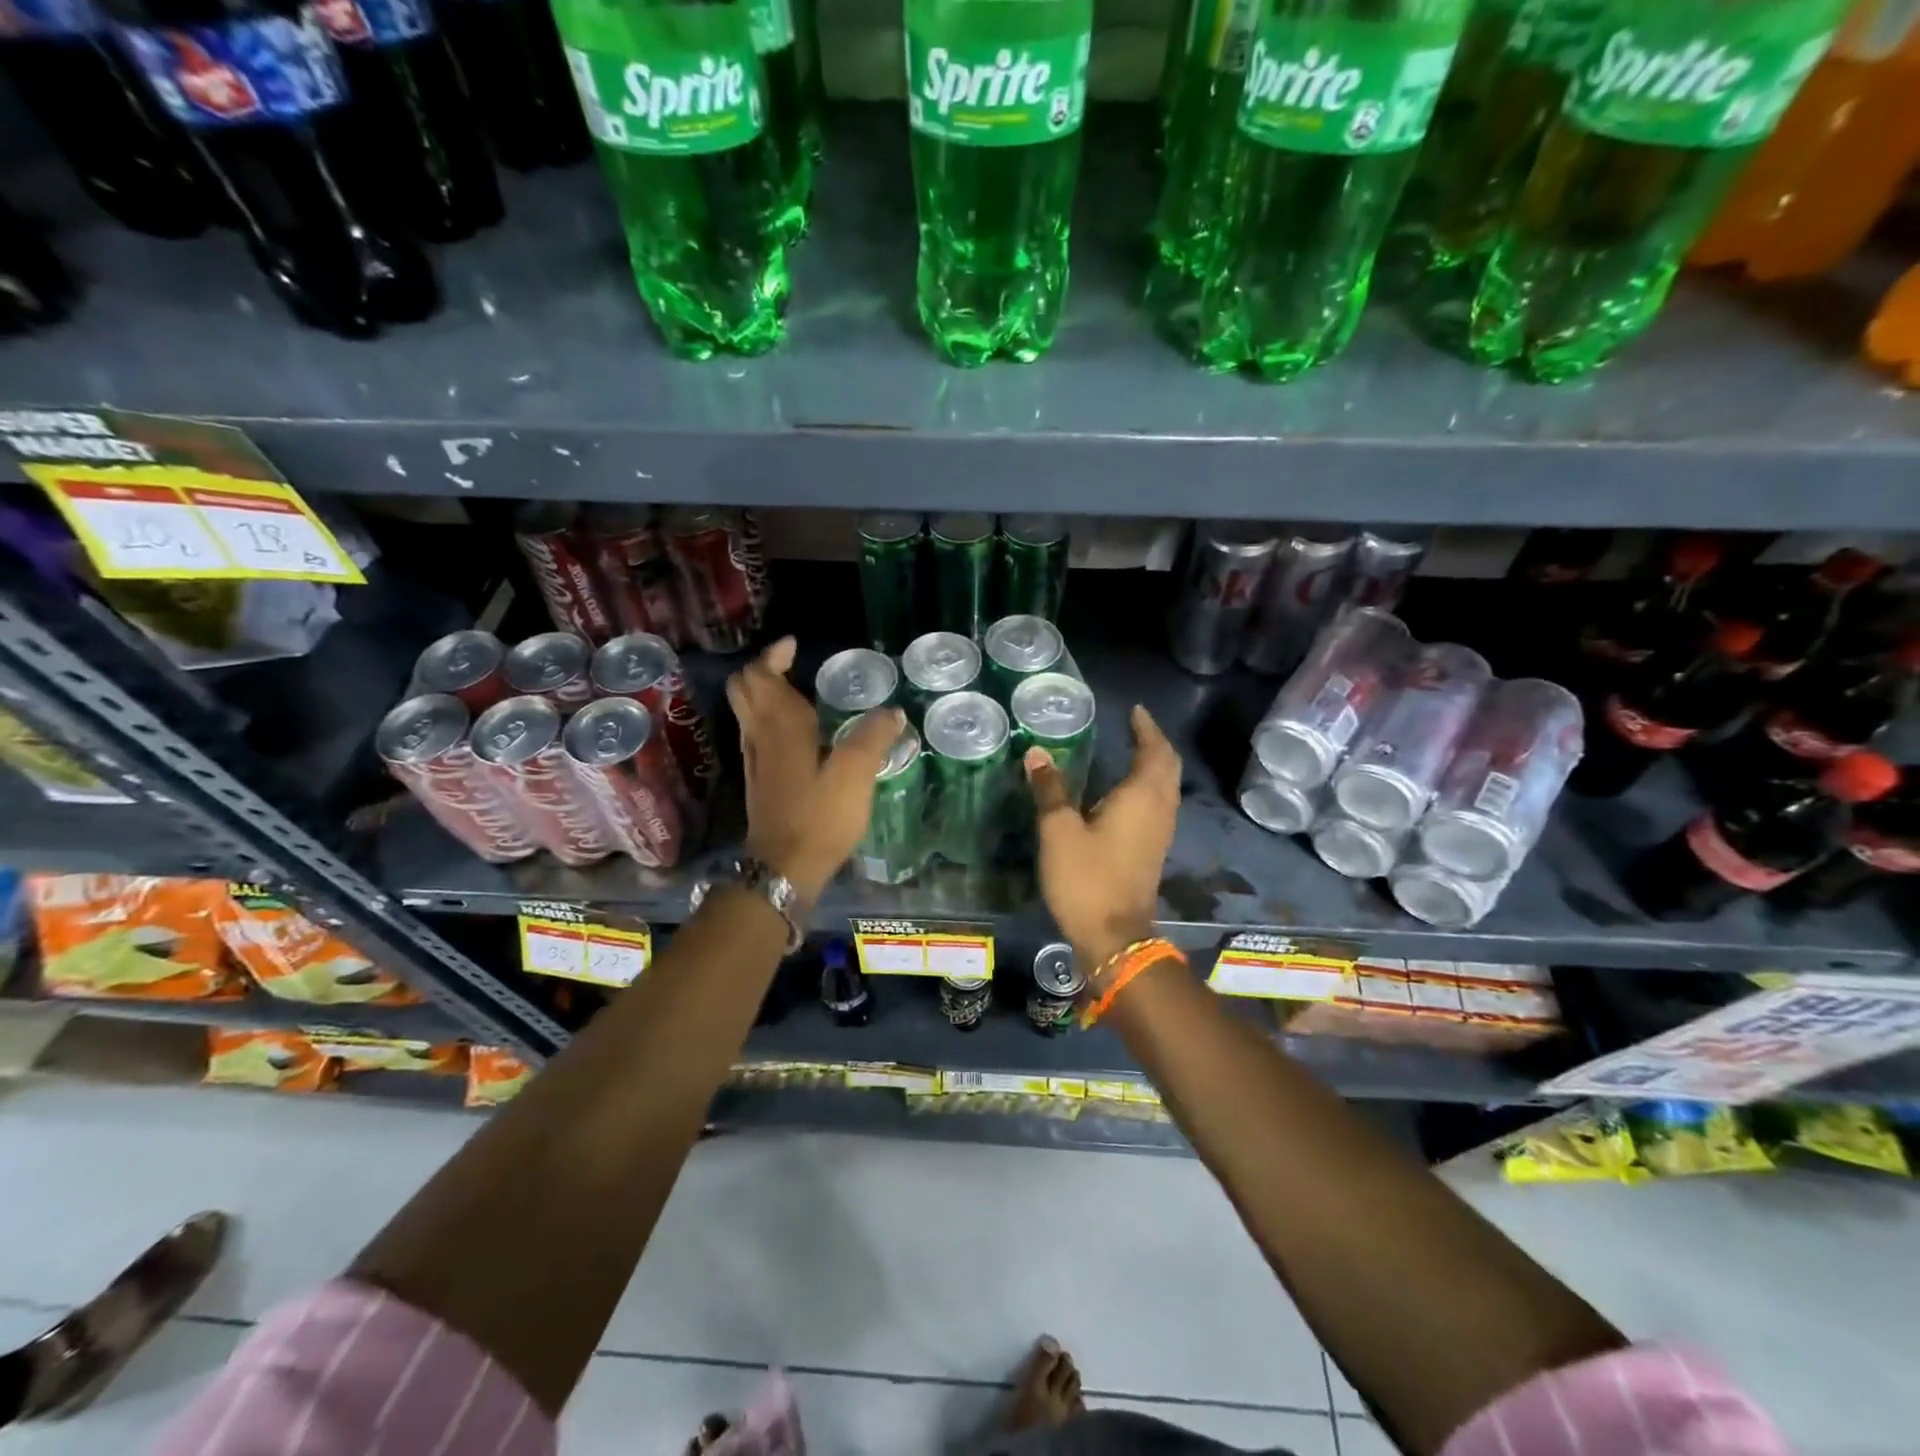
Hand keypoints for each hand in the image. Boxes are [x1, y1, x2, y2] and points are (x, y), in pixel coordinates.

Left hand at [727, 637, 904, 903]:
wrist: (783, 869)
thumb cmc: (819, 817)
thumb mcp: (855, 775)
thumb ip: (872, 738)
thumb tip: (891, 712)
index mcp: (780, 726)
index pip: (761, 675)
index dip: (774, 655)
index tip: (796, 645)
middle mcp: (759, 736)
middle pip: (744, 688)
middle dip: (764, 669)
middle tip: (793, 664)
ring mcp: (754, 759)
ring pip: (747, 711)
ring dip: (765, 693)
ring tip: (799, 691)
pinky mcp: (759, 780)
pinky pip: (756, 733)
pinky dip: (769, 718)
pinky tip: (799, 732)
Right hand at [1024, 704, 1180, 966]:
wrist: (1113, 937)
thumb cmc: (1086, 878)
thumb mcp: (1059, 830)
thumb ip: (1050, 789)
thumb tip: (1037, 753)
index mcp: (1142, 797)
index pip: (1154, 750)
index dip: (1146, 728)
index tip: (1134, 710)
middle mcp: (1160, 809)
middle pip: (1167, 766)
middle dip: (1154, 743)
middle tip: (1134, 727)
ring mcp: (1161, 832)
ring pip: (1166, 787)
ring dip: (1154, 765)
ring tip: (1131, 751)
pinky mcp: (1153, 850)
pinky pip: (1158, 805)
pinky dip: (1148, 787)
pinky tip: (1125, 792)